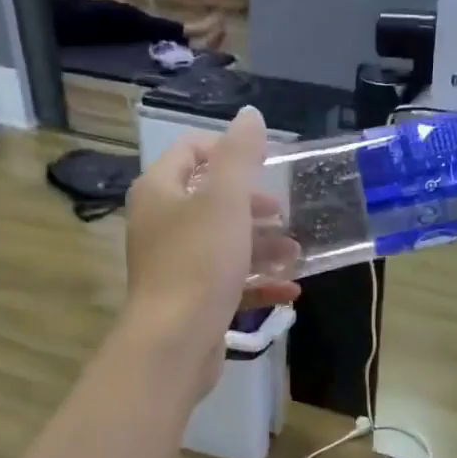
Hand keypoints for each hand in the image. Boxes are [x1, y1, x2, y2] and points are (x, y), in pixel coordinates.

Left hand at [123, 106, 300, 392]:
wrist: (175, 342)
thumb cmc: (198, 261)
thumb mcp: (225, 199)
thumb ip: (239, 155)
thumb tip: (249, 115)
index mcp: (159, 191)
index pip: (189, 152)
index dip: (228, 151)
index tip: (267, 165)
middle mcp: (161, 224)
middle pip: (210, 201)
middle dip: (253, 206)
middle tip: (284, 213)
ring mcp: (174, 265)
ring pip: (223, 244)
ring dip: (262, 246)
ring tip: (296, 253)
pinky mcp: (190, 300)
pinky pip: (227, 282)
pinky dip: (256, 282)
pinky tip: (289, 290)